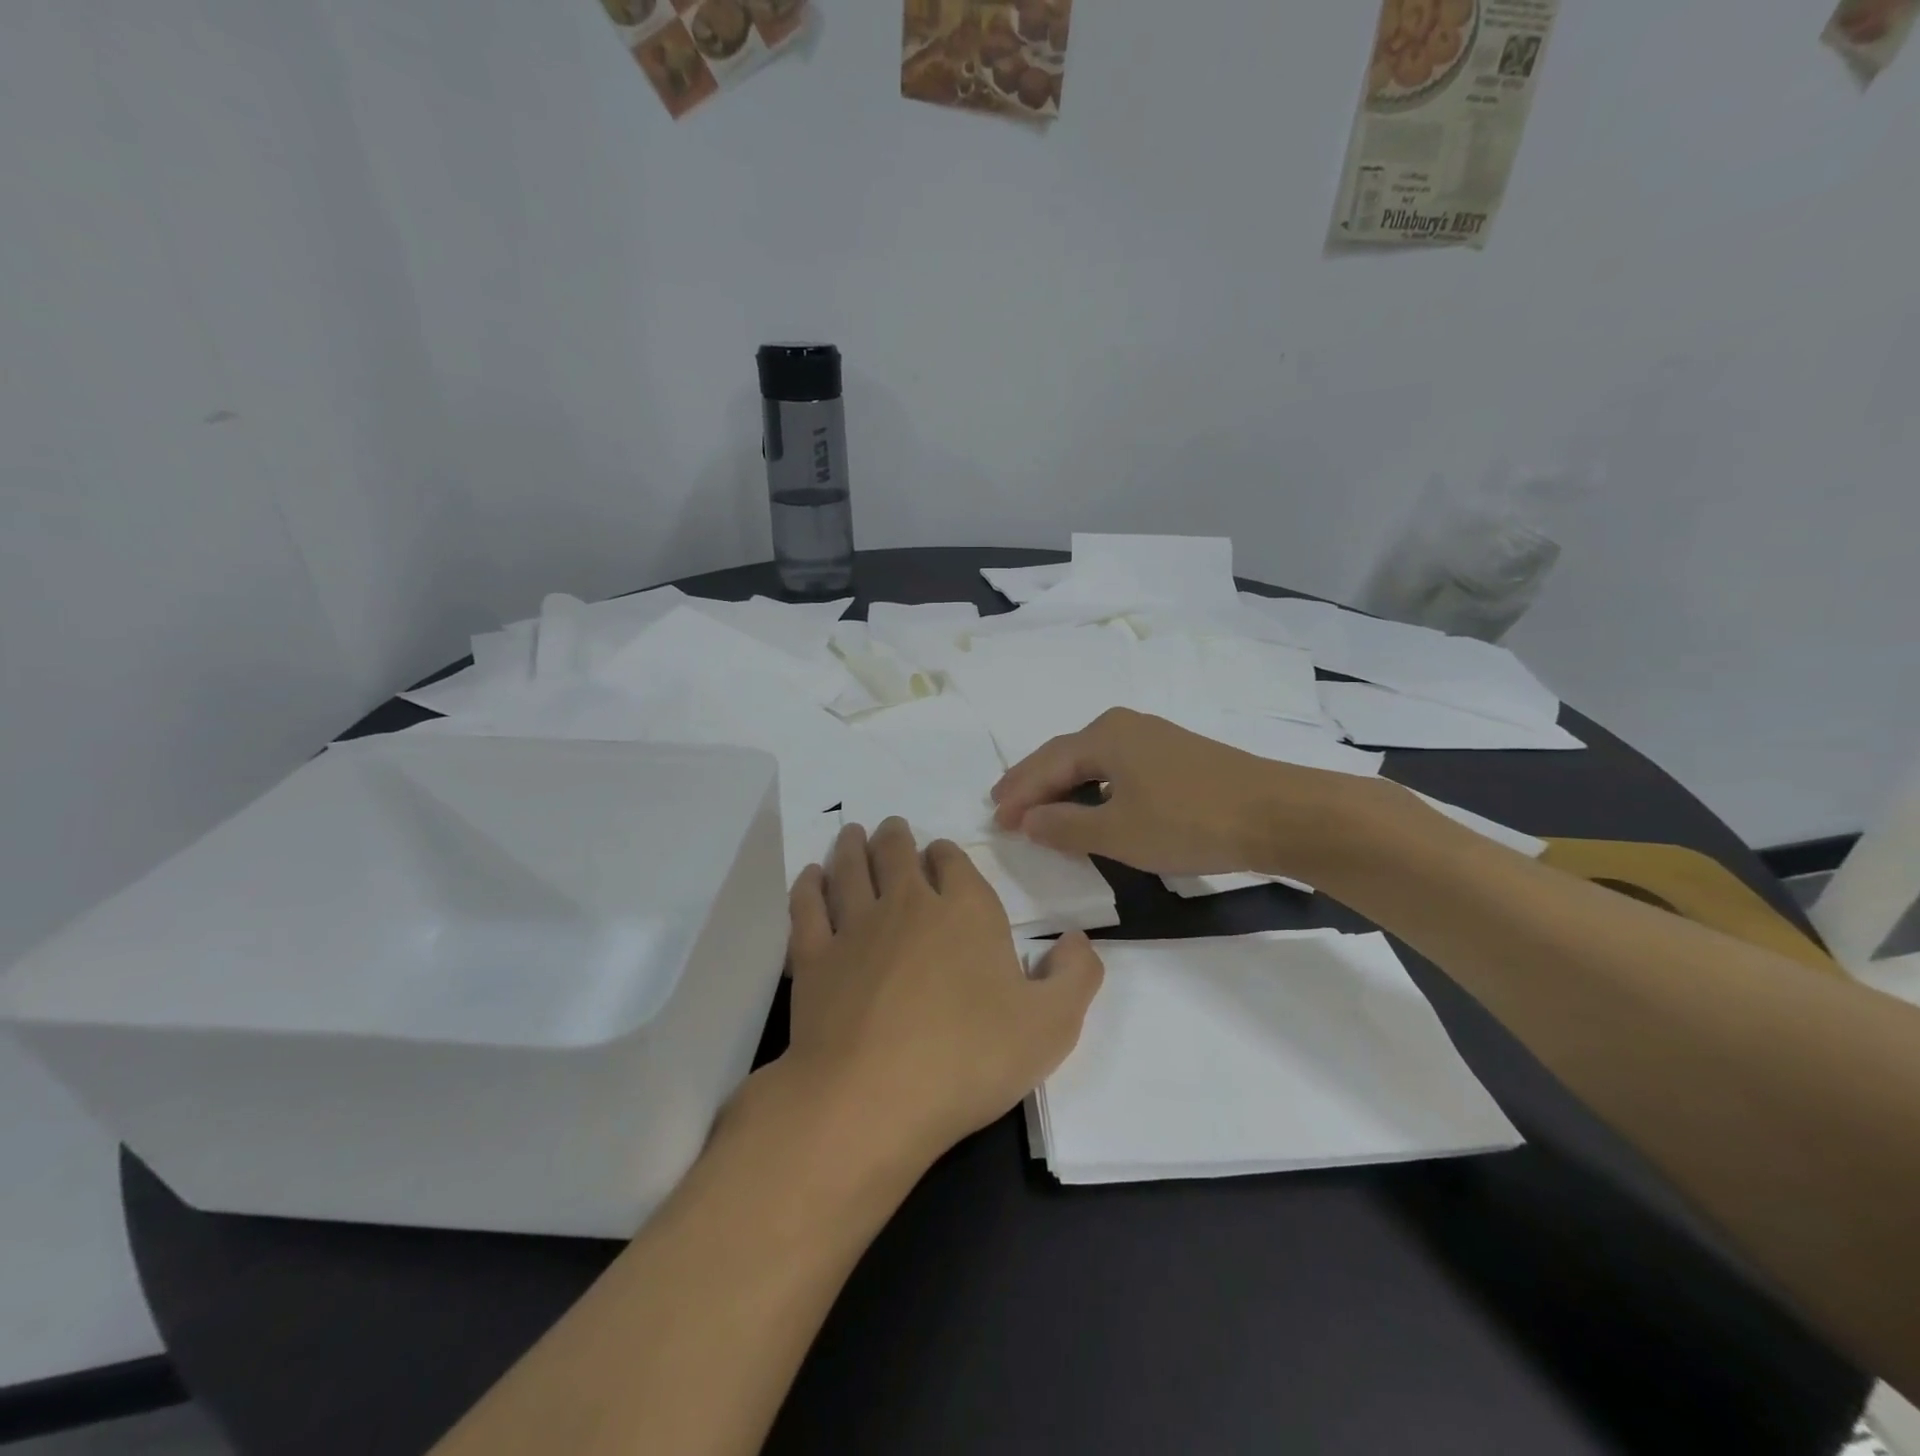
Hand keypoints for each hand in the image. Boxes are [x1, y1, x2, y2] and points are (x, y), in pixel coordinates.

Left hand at [778, 818, 1103, 1162]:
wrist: (873, 1096)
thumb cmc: (970, 1058)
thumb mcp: (1052, 1025)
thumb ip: (1075, 975)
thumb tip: (1078, 939)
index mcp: (965, 911)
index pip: (954, 862)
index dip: (947, 854)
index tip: (941, 854)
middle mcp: (908, 904)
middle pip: (897, 853)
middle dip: (896, 836)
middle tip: (891, 827)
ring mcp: (855, 927)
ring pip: (850, 869)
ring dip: (852, 846)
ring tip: (852, 833)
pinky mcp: (813, 957)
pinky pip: (808, 906)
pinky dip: (808, 885)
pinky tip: (810, 876)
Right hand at [989, 707, 1361, 879]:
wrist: (1277, 814)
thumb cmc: (1189, 821)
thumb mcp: (1118, 833)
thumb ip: (1065, 826)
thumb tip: (1028, 819)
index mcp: (1104, 736)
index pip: (1046, 764)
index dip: (1018, 794)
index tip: (995, 819)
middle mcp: (1124, 726)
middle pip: (1065, 755)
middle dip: (1033, 782)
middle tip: (1005, 805)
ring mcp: (1153, 738)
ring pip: (1092, 761)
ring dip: (1063, 785)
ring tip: (1040, 807)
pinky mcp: (1176, 755)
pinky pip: (1116, 767)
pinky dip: (1093, 787)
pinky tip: (1093, 804)